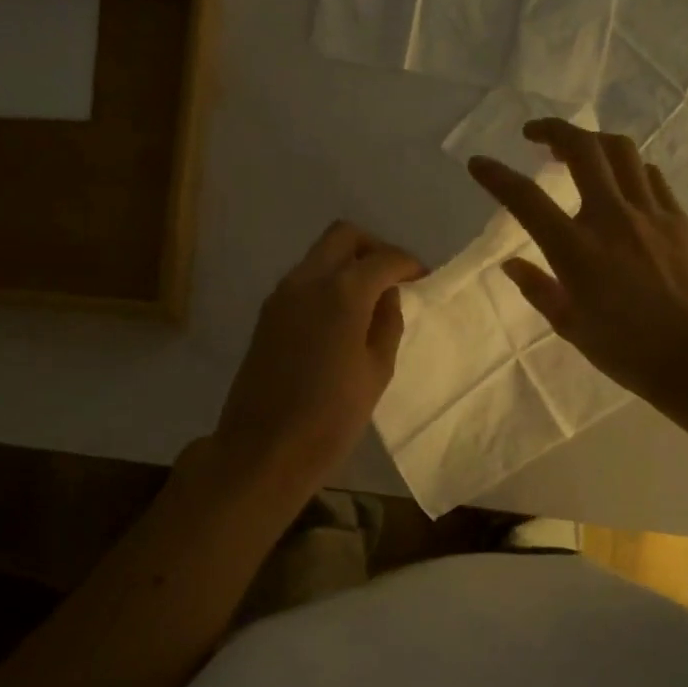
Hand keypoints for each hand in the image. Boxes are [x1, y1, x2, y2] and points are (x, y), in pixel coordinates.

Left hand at [213, 221, 424, 497]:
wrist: (264, 450)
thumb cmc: (331, 418)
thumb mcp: (376, 371)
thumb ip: (387, 324)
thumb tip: (387, 296)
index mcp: (342, 293)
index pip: (383, 258)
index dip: (408, 264)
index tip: (423, 278)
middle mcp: (307, 280)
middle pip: (343, 236)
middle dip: (374, 248)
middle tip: (394, 277)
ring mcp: (281, 295)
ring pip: (319, 255)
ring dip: (348, 264)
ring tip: (371, 299)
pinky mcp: (266, 315)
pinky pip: (303, 280)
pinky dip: (327, 283)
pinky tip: (342, 317)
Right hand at [467, 119, 687, 402]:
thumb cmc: (627, 351)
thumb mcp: (571, 327)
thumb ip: (539, 289)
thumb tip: (512, 264)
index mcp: (576, 250)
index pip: (526, 200)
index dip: (497, 177)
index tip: (478, 163)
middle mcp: (612, 219)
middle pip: (582, 149)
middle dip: (552, 130)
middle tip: (534, 134)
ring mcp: (650, 213)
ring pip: (620, 151)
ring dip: (592, 141)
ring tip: (576, 150)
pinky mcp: (678, 218)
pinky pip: (649, 175)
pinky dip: (627, 168)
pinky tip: (619, 181)